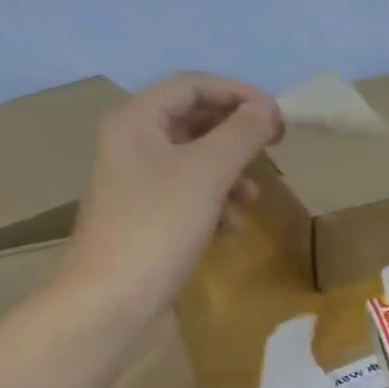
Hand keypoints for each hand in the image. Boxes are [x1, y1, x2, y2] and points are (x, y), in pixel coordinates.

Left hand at [60, 72, 282, 314]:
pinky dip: (212, 205)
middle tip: (272, 149)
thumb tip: (267, 108)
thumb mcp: (207, 172)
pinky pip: (185, 198)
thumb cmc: (158, 226)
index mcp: (136, 120)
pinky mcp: (143, 221)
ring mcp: (134, 186)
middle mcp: (130, 145)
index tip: (276, 115)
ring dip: (228, 176)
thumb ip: (241, 134)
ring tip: (252, 201)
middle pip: (192, 123)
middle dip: (234, 138)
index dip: (237, 93)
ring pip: (192, 164)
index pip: (191, 85)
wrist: (112, 302)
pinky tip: (229, 229)